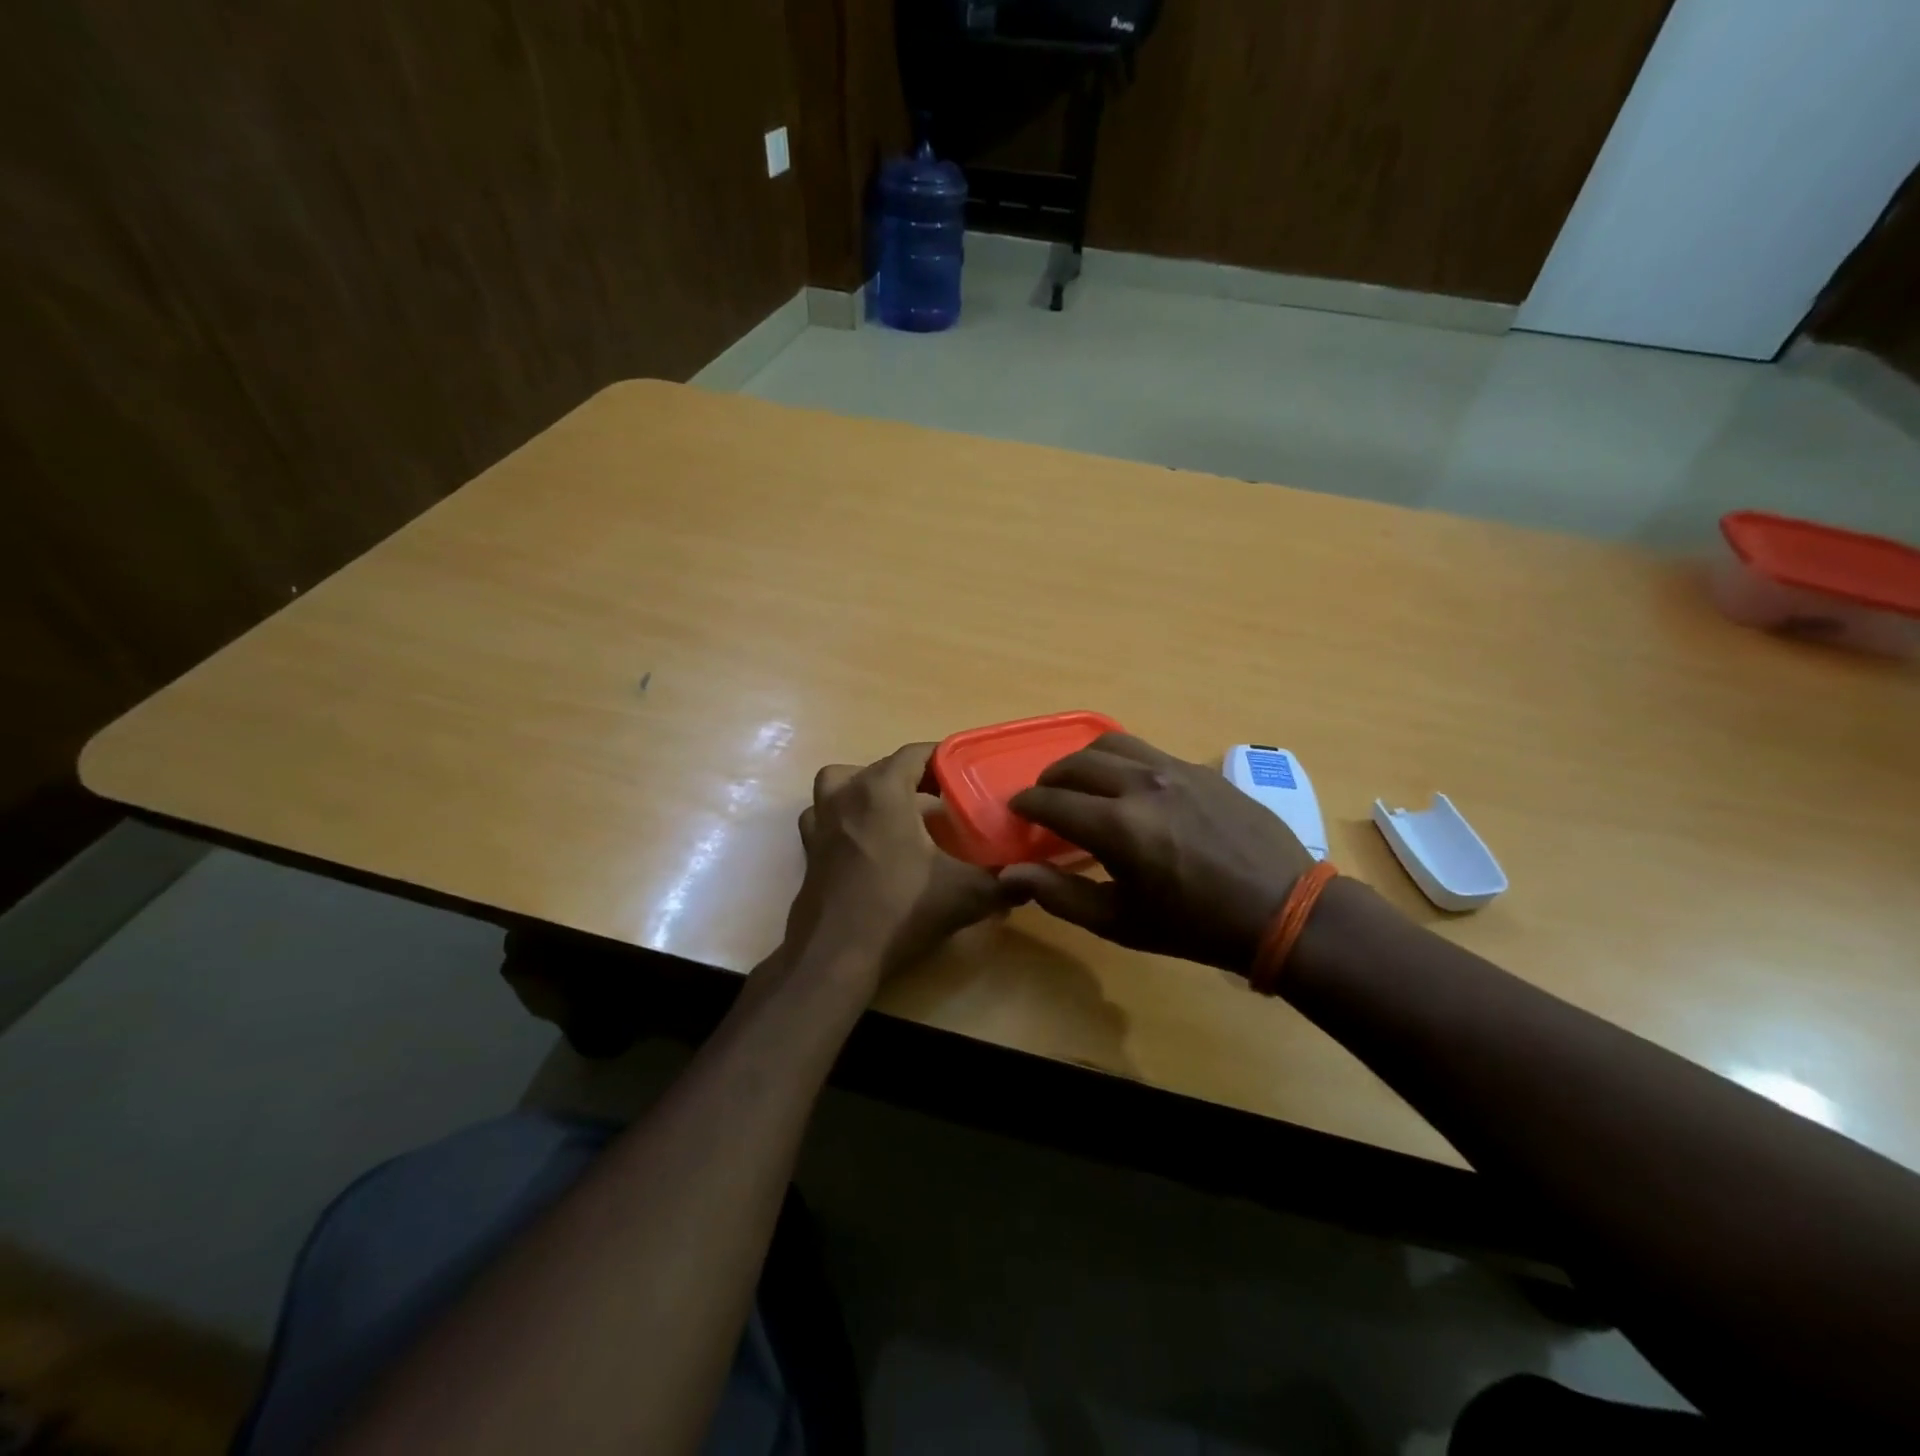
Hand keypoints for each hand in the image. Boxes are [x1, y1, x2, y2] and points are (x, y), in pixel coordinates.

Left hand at [785, 743, 1012, 985]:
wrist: (836, 956)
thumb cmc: (900, 910)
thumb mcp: (964, 895)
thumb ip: (1003, 883)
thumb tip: (1030, 881)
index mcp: (882, 790)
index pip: (916, 753)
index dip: (944, 759)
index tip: (967, 776)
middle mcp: (846, 794)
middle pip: (883, 767)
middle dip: (915, 777)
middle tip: (945, 801)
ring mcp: (821, 821)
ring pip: (843, 784)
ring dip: (869, 789)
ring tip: (896, 813)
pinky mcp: (808, 849)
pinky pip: (825, 816)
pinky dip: (844, 818)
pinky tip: (866, 843)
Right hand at [1002, 733, 1315, 973]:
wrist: (1283, 910)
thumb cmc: (1195, 927)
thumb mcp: (1121, 922)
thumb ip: (1060, 894)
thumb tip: (1011, 873)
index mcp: (1118, 827)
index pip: (1051, 801)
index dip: (1026, 804)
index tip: (1017, 812)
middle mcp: (1142, 785)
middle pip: (1076, 763)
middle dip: (1049, 779)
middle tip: (1044, 799)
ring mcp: (1175, 769)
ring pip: (1111, 744)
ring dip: (1084, 760)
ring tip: (1082, 783)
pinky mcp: (1200, 768)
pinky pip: (1146, 751)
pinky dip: (1121, 762)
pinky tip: (1129, 788)